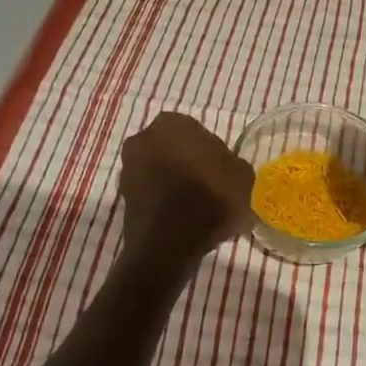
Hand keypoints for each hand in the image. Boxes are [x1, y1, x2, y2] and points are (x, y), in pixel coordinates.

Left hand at [119, 113, 253, 256]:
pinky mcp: (122, 198)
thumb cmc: (210, 197)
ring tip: (198, 208)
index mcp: (173, 122)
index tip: (223, 174)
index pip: (198, 132)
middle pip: (175, 150)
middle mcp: (144, 138)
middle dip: (190, 165)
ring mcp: (129, 168)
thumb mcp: (243, 176)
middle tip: (211, 188)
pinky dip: (164, 203)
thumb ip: (233, 165)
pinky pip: (152, 194)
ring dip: (175, 184)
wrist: (170, 243)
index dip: (213, 154)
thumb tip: (226, 169)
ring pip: (161, 171)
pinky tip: (183, 220)